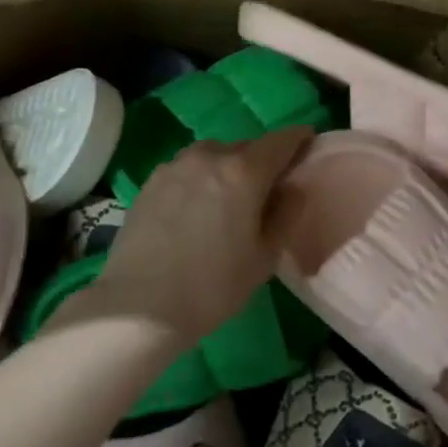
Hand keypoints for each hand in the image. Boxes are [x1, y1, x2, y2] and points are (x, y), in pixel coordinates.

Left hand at [89, 126, 314, 345]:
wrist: (139, 307)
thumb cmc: (212, 286)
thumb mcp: (264, 257)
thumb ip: (286, 214)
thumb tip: (293, 187)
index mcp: (243, 171)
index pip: (282, 140)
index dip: (299, 139)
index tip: (308, 145)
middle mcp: (209, 155)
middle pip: (247, 147)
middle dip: (262, 161)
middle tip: (268, 190)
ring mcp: (176, 165)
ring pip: (214, 156)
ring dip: (228, 169)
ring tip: (228, 201)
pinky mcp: (151, 180)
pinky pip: (188, 170)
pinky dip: (201, 180)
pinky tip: (196, 211)